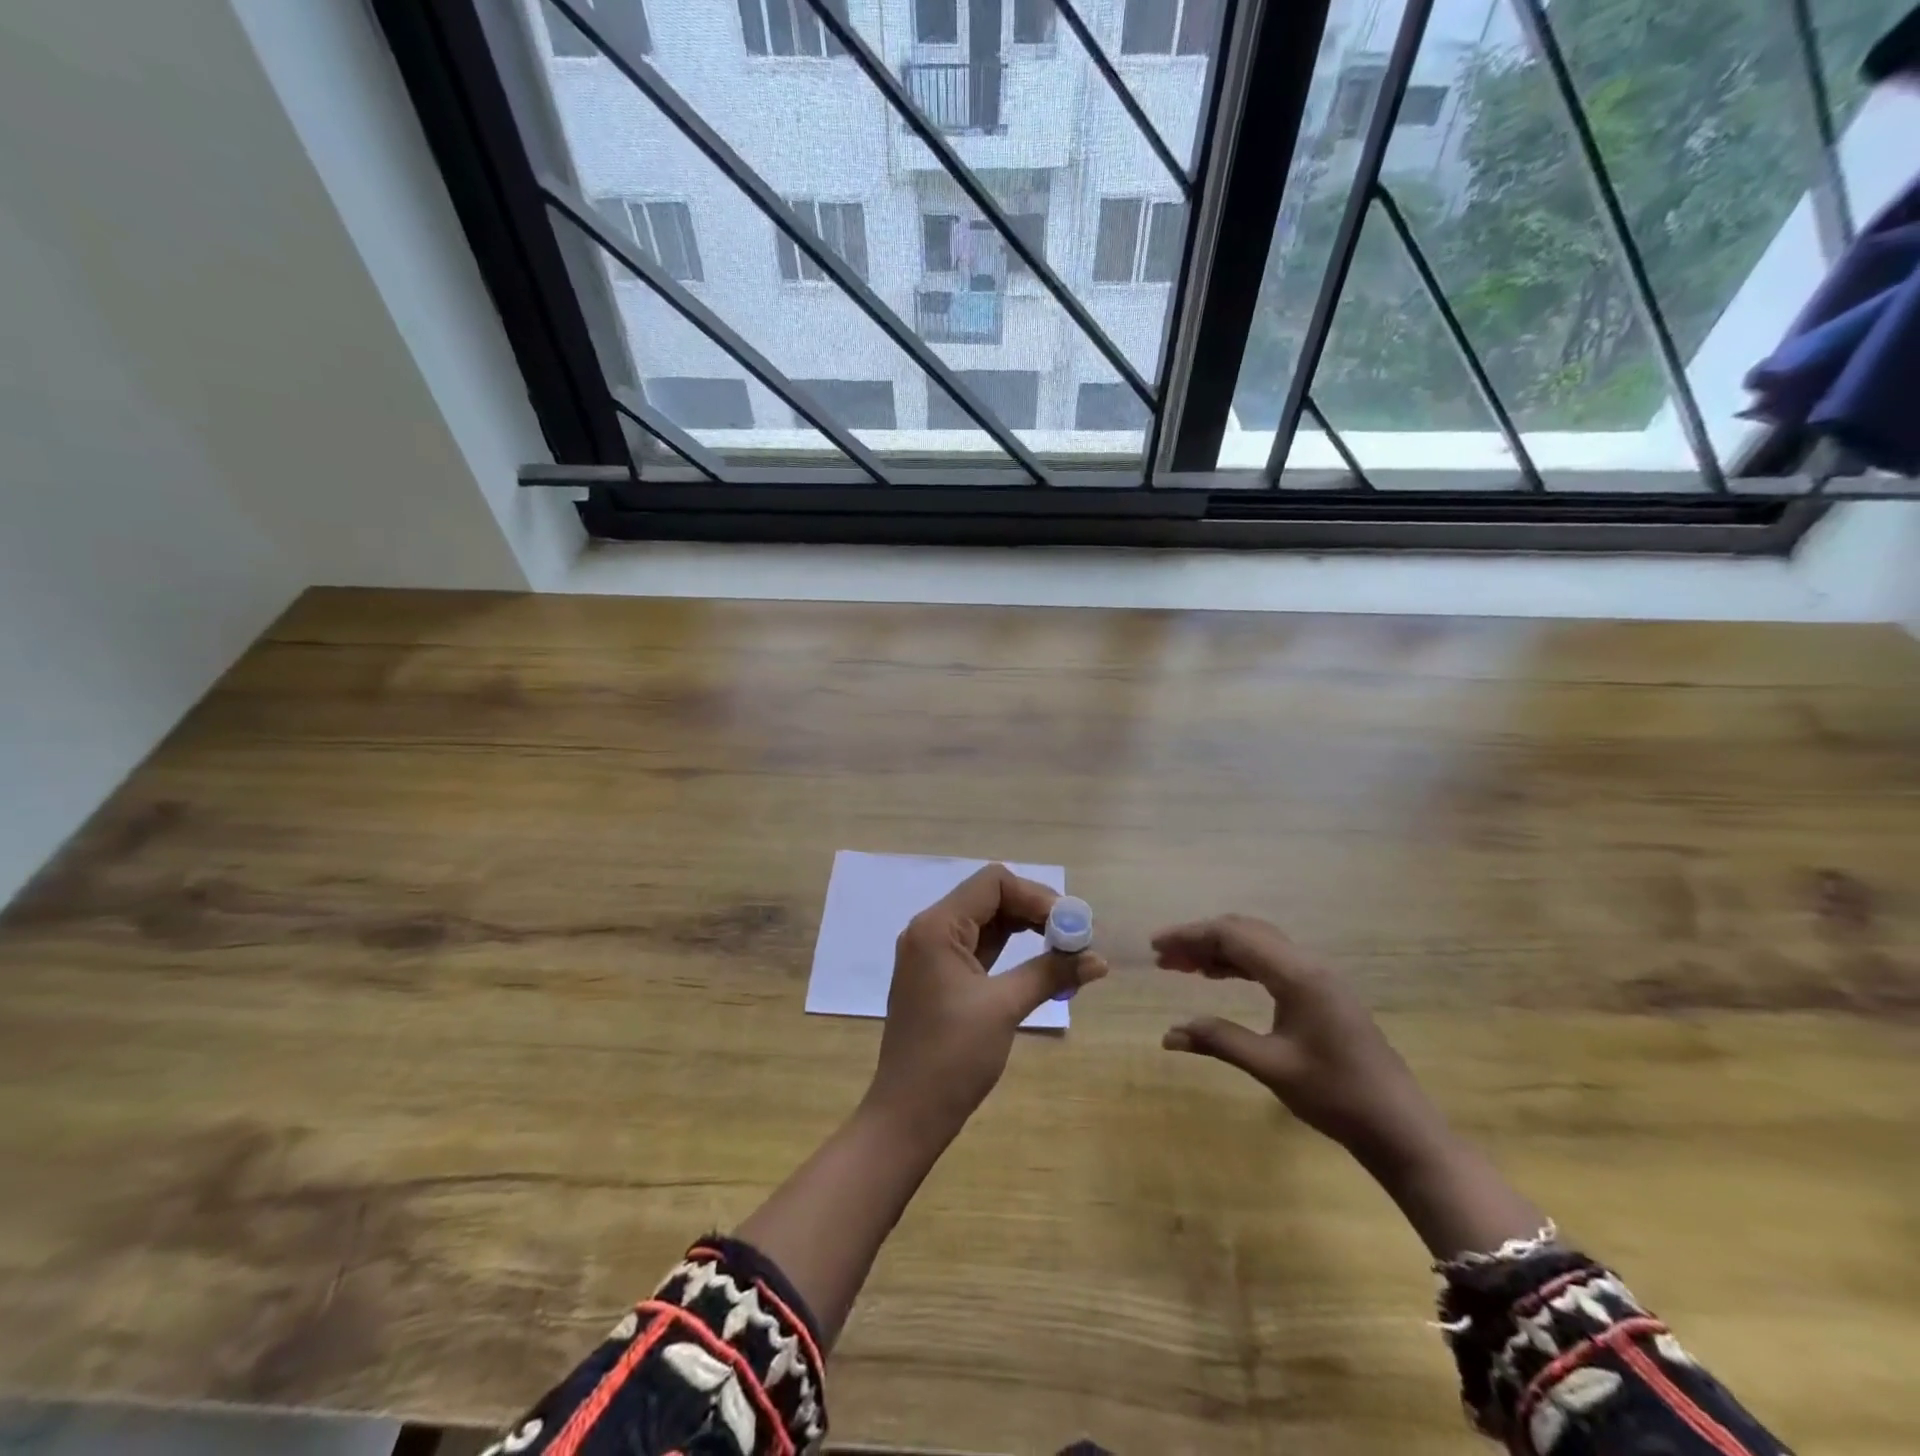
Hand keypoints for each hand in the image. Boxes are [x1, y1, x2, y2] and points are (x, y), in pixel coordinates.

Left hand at [866, 865, 1108, 1139]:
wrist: (908, 1115)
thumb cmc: (952, 1056)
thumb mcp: (1004, 1007)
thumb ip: (1051, 974)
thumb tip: (1099, 960)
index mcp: (937, 926)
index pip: (993, 883)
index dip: (1036, 896)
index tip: (1070, 924)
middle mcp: (930, 930)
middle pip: (990, 898)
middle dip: (1034, 911)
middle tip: (1075, 936)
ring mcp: (932, 954)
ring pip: (986, 922)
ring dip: (1025, 930)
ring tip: (1065, 949)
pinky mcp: (939, 977)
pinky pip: (979, 947)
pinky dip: (1010, 950)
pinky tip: (1040, 964)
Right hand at [1154, 914, 1426, 1151]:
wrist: (1399, 1128)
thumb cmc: (1336, 1096)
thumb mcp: (1271, 1067)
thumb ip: (1220, 1040)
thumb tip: (1169, 1034)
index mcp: (1296, 975)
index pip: (1233, 935)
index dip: (1189, 935)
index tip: (1155, 946)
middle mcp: (1308, 965)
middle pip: (1244, 932)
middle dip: (1200, 939)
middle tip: (1163, 958)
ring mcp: (1318, 978)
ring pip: (1258, 946)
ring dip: (1219, 950)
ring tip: (1182, 967)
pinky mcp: (1322, 993)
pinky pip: (1272, 963)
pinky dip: (1240, 964)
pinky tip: (1218, 977)